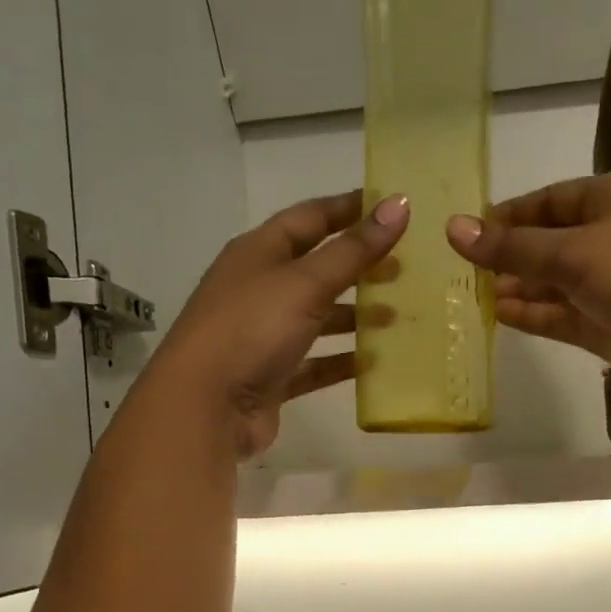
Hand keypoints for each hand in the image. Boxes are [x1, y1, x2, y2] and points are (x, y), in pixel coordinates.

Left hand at [158, 191, 407, 457]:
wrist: (205, 407)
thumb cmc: (251, 329)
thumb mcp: (305, 283)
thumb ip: (354, 250)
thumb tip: (399, 204)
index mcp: (258, 252)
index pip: (309, 218)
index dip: (349, 209)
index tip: (392, 207)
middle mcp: (259, 289)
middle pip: (317, 269)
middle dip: (359, 267)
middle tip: (405, 268)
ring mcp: (264, 336)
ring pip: (318, 319)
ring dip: (355, 316)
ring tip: (398, 316)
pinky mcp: (272, 377)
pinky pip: (315, 364)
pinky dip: (342, 361)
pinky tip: (375, 362)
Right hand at [445, 171, 610, 407]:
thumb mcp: (575, 251)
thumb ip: (513, 247)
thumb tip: (454, 229)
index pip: (553, 201)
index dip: (511, 214)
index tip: (470, 231)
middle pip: (552, 243)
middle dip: (512, 256)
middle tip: (466, 271)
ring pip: (556, 285)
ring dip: (520, 288)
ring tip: (475, 295)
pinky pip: (564, 317)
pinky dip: (535, 316)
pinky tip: (501, 315)